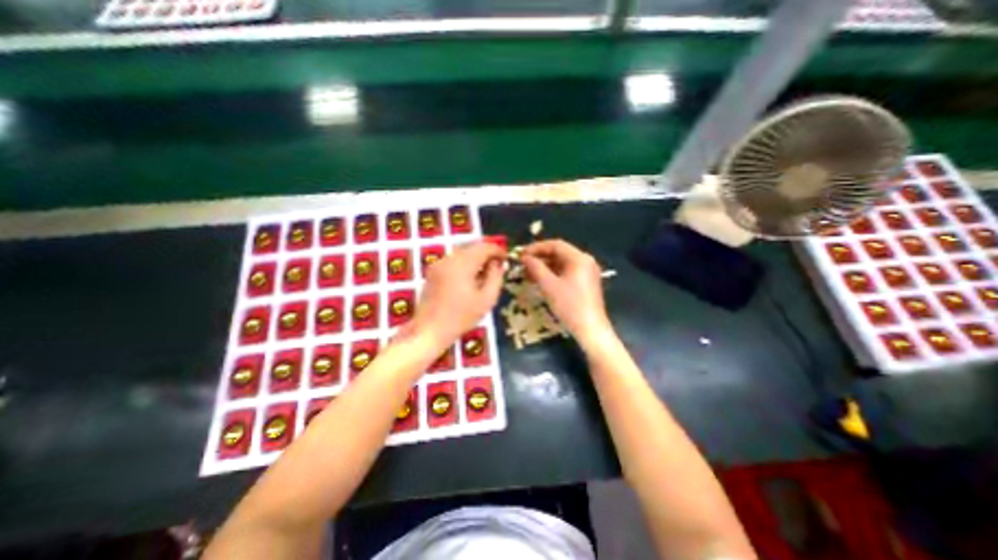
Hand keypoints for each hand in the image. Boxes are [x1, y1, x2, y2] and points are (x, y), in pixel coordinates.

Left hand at [407, 242, 506, 354]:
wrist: (429, 330)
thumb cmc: (461, 317)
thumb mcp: (486, 299)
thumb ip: (495, 277)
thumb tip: (498, 263)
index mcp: (462, 264)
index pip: (484, 247)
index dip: (497, 250)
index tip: (506, 258)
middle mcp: (448, 259)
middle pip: (472, 247)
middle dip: (486, 253)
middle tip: (497, 265)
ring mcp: (438, 264)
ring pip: (462, 252)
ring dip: (475, 257)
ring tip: (485, 272)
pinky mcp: (433, 271)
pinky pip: (453, 260)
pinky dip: (465, 263)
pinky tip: (469, 277)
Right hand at [518, 237, 611, 347]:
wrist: (590, 329)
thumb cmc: (570, 306)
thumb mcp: (549, 285)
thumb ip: (535, 268)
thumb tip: (525, 257)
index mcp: (579, 258)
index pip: (555, 245)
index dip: (536, 248)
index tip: (521, 254)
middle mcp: (585, 261)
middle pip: (559, 253)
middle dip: (539, 258)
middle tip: (522, 264)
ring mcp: (586, 272)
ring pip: (561, 263)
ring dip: (544, 267)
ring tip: (527, 273)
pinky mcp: (585, 283)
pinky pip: (566, 272)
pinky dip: (552, 274)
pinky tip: (539, 280)